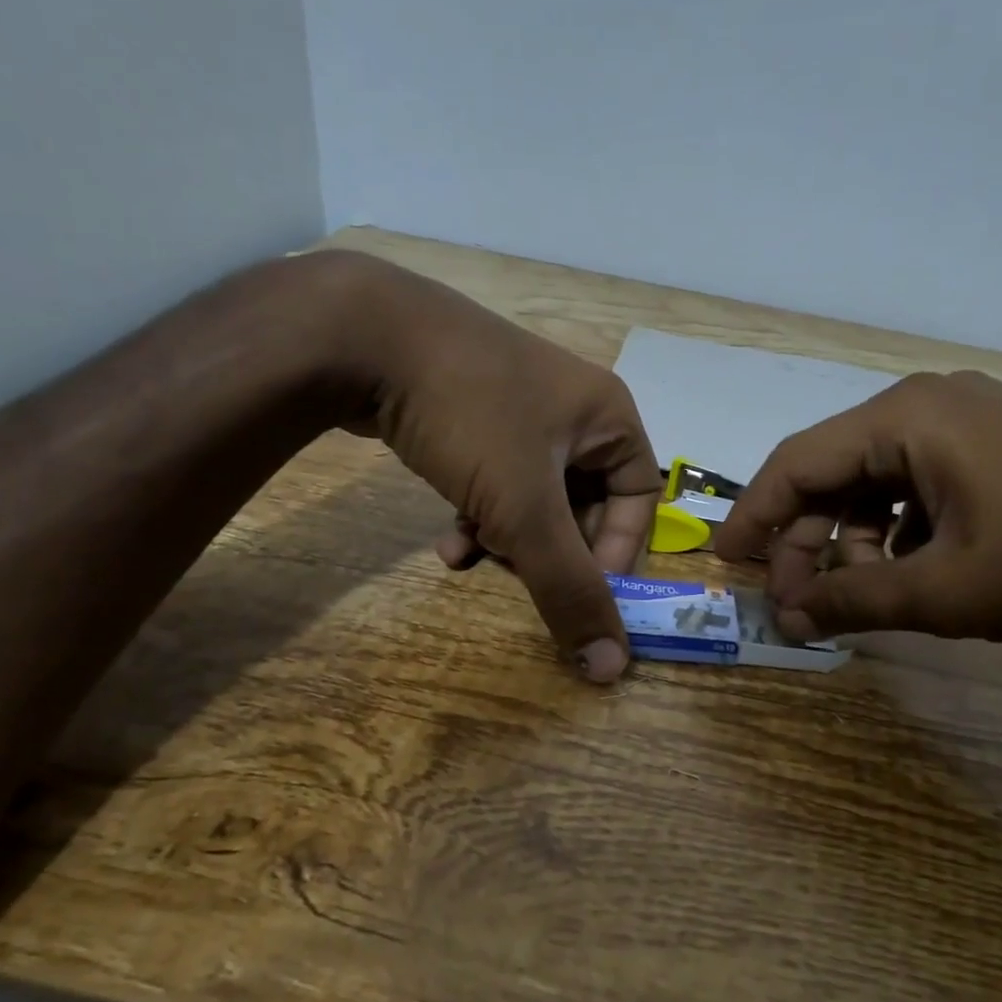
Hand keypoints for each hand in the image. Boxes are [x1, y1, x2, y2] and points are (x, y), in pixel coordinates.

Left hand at [323, 252, 660, 680]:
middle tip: (520, 575)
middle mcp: (573, 411)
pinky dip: (481, 515)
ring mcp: (520, 409)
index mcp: (608, 418)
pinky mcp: (474, 414)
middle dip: (551, 549)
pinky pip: (496, 479)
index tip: (581, 594)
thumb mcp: (525, 509)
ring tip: (475, 557)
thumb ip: (569, 589)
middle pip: (584, 503)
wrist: (361, 334)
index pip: (639, 500)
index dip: (617, 553)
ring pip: (535, 497)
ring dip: (510, 540)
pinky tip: (447, 542)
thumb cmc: (471, 416)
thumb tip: (610, 667)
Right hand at [714, 370, 1001, 648]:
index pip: (798, 462)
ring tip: (853, 596)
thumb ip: (853, 602)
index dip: (755, 516)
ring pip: (873, 481)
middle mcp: (929, 404)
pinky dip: (894, 531)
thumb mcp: (945, 592)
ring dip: (851, 540)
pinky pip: (915, 485)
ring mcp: (966, 422)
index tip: (728, 564)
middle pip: (834, 471)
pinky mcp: (993, 448)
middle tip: (796, 604)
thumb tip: (786, 620)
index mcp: (908, 417)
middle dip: (807, 540)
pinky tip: (904, 573)